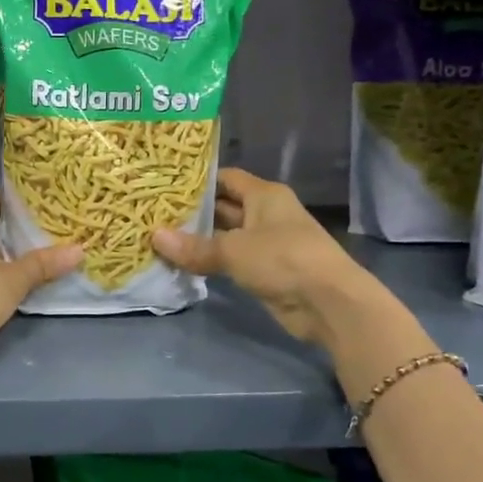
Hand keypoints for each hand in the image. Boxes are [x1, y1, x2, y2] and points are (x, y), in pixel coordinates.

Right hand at [151, 168, 390, 346]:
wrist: (328, 303)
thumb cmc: (283, 259)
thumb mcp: (234, 250)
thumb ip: (195, 246)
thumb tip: (154, 237)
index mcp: (264, 195)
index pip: (226, 178)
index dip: (198, 180)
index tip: (166, 184)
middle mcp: (266, 214)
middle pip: (224, 207)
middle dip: (193, 212)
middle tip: (154, 214)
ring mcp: (266, 243)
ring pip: (226, 236)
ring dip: (199, 240)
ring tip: (159, 238)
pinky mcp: (265, 271)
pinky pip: (231, 260)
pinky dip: (211, 262)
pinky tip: (182, 263)